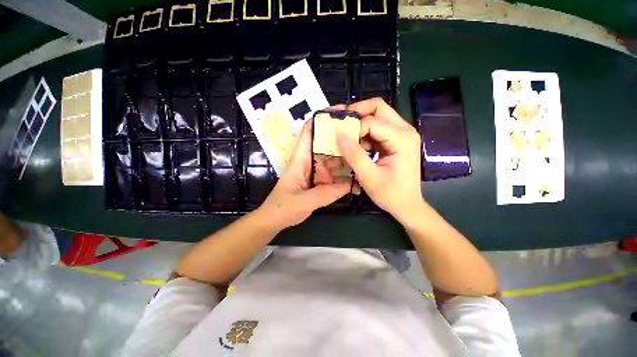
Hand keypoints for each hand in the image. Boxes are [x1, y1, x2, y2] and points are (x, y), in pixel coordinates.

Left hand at [256, 120, 351, 229]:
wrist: (274, 220)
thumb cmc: (283, 207)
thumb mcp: (304, 201)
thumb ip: (325, 194)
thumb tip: (349, 186)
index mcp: (300, 159)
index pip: (309, 132)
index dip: (321, 120)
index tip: (339, 113)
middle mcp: (309, 162)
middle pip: (325, 145)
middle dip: (339, 138)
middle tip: (360, 134)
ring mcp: (314, 173)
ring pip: (331, 160)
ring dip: (344, 158)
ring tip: (362, 154)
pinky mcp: (318, 182)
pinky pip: (332, 175)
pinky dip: (342, 175)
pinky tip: (354, 176)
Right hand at [336, 98, 423, 221]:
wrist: (407, 205)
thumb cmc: (391, 194)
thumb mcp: (369, 177)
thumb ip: (354, 155)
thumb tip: (338, 134)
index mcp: (402, 138)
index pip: (371, 122)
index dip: (353, 129)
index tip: (339, 139)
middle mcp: (405, 130)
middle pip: (378, 107)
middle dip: (357, 113)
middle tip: (341, 124)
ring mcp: (403, 134)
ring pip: (378, 115)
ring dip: (360, 123)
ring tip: (348, 138)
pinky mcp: (398, 139)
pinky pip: (379, 127)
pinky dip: (365, 132)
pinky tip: (359, 146)